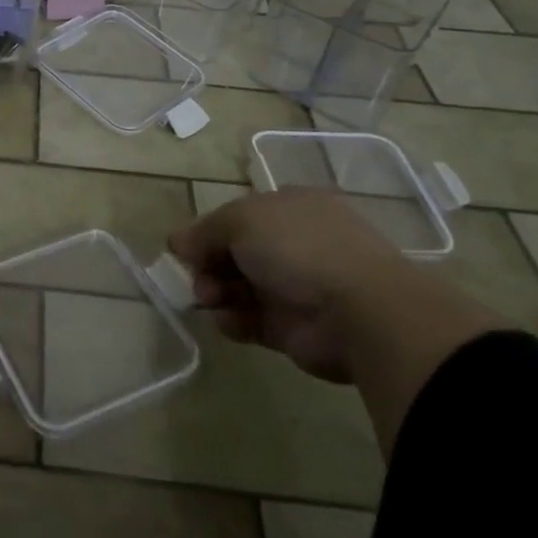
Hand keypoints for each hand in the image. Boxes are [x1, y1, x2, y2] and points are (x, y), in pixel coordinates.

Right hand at [169, 188, 405, 382]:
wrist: (360, 312)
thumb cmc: (299, 248)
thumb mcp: (240, 220)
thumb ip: (204, 231)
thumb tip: (177, 242)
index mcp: (290, 208)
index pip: (238, 216)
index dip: (208, 231)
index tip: (185, 248)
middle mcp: (294, 244)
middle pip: (234, 252)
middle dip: (208, 264)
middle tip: (195, 278)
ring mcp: (296, 287)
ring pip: (239, 287)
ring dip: (216, 292)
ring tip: (209, 299)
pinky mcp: (294, 328)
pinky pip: (251, 321)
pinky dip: (234, 321)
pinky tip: (229, 320)